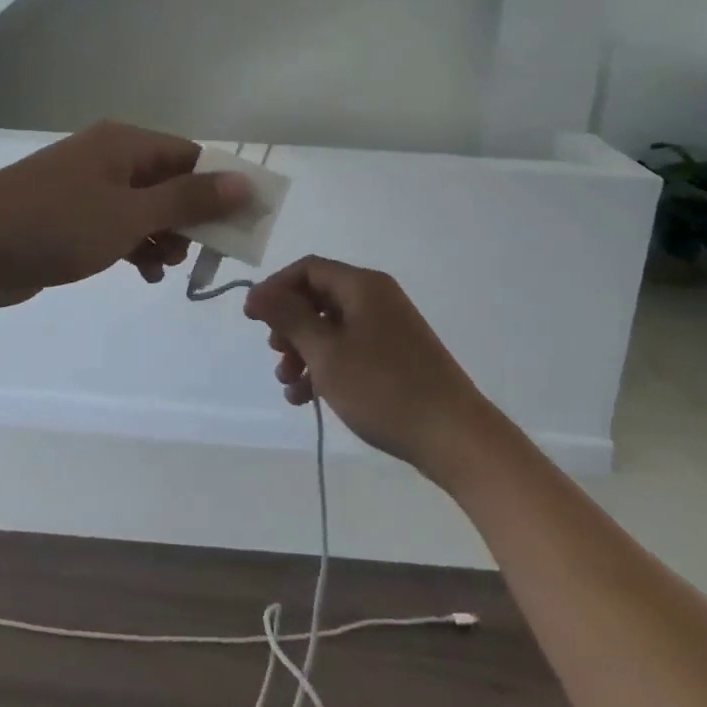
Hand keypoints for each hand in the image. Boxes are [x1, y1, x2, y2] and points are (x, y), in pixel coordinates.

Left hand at [0, 121, 250, 312]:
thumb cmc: (55, 224)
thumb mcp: (129, 214)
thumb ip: (188, 200)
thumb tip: (244, 182)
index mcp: (125, 145)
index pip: (191, 157)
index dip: (220, 188)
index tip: (242, 226)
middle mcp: (110, 159)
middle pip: (170, 183)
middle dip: (191, 219)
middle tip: (203, 255)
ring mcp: (88, 189)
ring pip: (146, 208)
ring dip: (164, 237)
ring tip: (167, 268)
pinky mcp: (72, 218)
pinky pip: (119, 227)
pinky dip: (136, 247)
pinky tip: (142, 274)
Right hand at [243, 256, 486, 478]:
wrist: (455, 437)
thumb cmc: (384, 388)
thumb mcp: (326, 353)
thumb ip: (289, 318)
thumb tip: (258, 292)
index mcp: (362, 286)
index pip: (307, 269)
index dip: (275, 288)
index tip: (251, 318)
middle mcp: (376, 298)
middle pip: (317, 298)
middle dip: (289, 326)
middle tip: (275, 355)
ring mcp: (388, 329)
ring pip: (331, 328)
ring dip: (303, 352)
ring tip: (289, 385)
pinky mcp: (395, 357)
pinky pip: (349, 349)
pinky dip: (325, 367)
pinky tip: (308, 398)